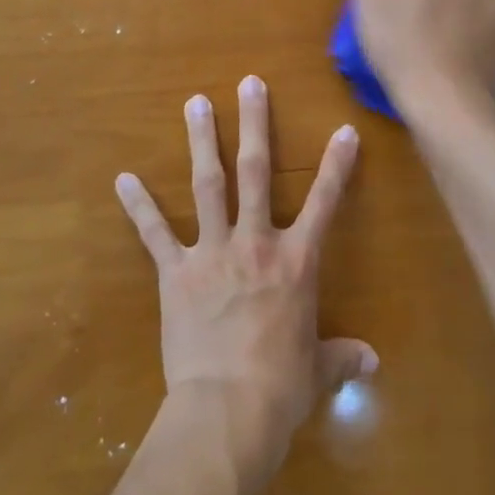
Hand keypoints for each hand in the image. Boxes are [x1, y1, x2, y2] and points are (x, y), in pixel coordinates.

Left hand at [115, 77, 374, 460]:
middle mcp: (255, 243)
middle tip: (248, 83)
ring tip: (195, 102)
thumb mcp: (319, 371)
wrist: (227, 411)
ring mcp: (212, 252)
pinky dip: (138, 205)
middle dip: (254, 124)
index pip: (324, 202)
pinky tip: (123, 177)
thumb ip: (342, 357)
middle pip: (256, 172)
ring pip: (208, 185)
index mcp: (296, 261)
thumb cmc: (281, 389)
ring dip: (202, 142)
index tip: (343, 130)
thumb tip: (372, 363)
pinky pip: (155, 233)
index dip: (336, 165)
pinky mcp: (175, 272)